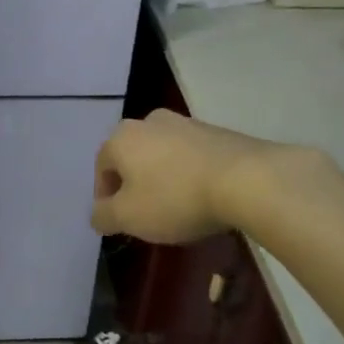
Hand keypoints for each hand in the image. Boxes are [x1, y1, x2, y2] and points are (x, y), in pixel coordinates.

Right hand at [91, 110, 277, 243]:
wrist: (246, 180)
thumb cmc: (175, 198)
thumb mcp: (129, 217)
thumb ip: (104, 216)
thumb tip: (97, 214)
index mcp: (122, 137)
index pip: (101, 167)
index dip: (105, 197)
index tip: (117, 221)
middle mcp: (149, 121)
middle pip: (132, 157)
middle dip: (134, 184)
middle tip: (145, 214)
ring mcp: (186, 123)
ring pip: (163, 155)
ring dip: (163, 178)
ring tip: (177, 207)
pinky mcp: (217, 131)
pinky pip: (191, 156)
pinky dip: (189, 174)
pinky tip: (203, 197)